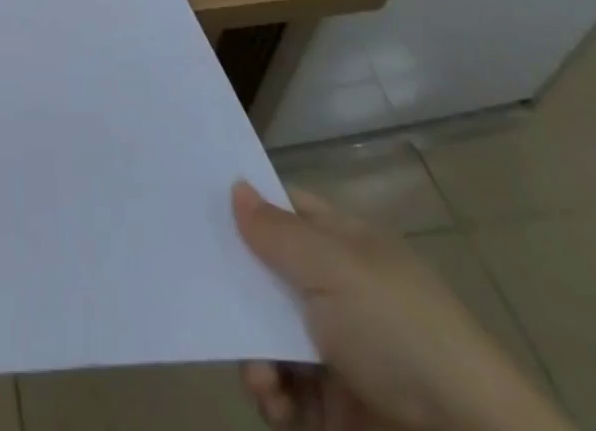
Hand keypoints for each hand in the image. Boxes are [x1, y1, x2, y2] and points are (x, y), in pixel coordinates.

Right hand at [233, 184, 570, 430]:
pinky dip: (269, 393)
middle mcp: (337, 291)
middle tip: (206, 293)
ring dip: (251, 350)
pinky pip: (281, 389)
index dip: (245, 205)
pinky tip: (272, 398)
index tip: (196, 206)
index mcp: (345, 245)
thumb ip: (277, 231)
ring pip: (266, 334)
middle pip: (266, 274)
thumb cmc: (399, 332)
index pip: (285, 210)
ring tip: (260, 375)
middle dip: (235, 288)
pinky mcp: (332, 409)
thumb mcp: (335, 267)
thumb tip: (236, 187)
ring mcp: (335, 352)